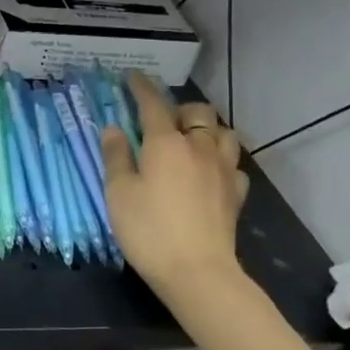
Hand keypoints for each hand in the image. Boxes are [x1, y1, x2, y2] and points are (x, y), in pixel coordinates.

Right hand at [100, 72, 249, 294]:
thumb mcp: (118, 193)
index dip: (142, 87)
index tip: (132, 76)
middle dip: (180, 108)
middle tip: (162, 121)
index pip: (153, 104)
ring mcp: (223, 170)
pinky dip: (221, 161)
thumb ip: (116, 157)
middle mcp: (199, 148)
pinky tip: (210, 173)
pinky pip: (233, 165)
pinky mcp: (236, 195)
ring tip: (191, 142)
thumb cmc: (149, 230)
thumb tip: (113, 129)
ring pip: (224, 133)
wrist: (198, 272)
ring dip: (207, 130)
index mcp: (166, 143)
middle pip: (198, 111)